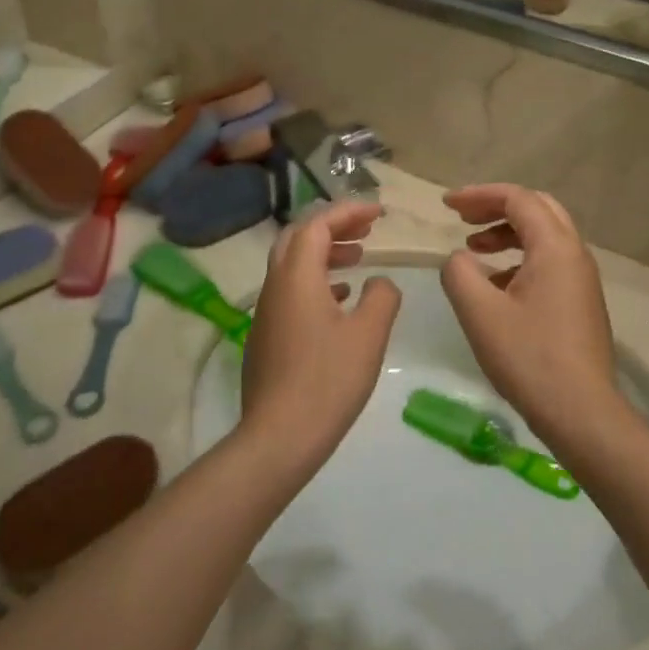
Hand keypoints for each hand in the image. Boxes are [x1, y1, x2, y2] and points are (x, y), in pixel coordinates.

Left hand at [241, 201, 401, 469]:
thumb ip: (382, 297)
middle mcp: (275, 286)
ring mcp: (266, 312)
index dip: (349, 212)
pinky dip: (316, 282)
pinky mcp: (266, 337)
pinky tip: (340, 300)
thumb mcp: (369, 335)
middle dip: (333, 227)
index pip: (318, 225)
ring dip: (325, 255)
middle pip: (299, 239)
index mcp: (297, 277)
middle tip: (367, 230)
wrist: (280, 436)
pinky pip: (291, 292)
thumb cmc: (328, 380)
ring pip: (293, 266)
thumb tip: (379, 282)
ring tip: (359, 259)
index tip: (379, 213)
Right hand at [439, 185, 636, 462]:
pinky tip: (496, 287)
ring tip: (474, 250)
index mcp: (555, 247)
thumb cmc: (529, 358)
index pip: (518, 199)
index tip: (446, 205)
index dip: (479, 195)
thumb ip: (459, 273)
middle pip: (537, 209)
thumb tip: (459, 259)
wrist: (581, 412)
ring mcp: (582, 279)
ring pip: (545, 237)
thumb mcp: (480, 312)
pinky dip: (520, 259)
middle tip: (463, 218)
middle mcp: (575, 254)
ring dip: (507, 234)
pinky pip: (550, 263)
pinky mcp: (581, 302)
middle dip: (496, 208)